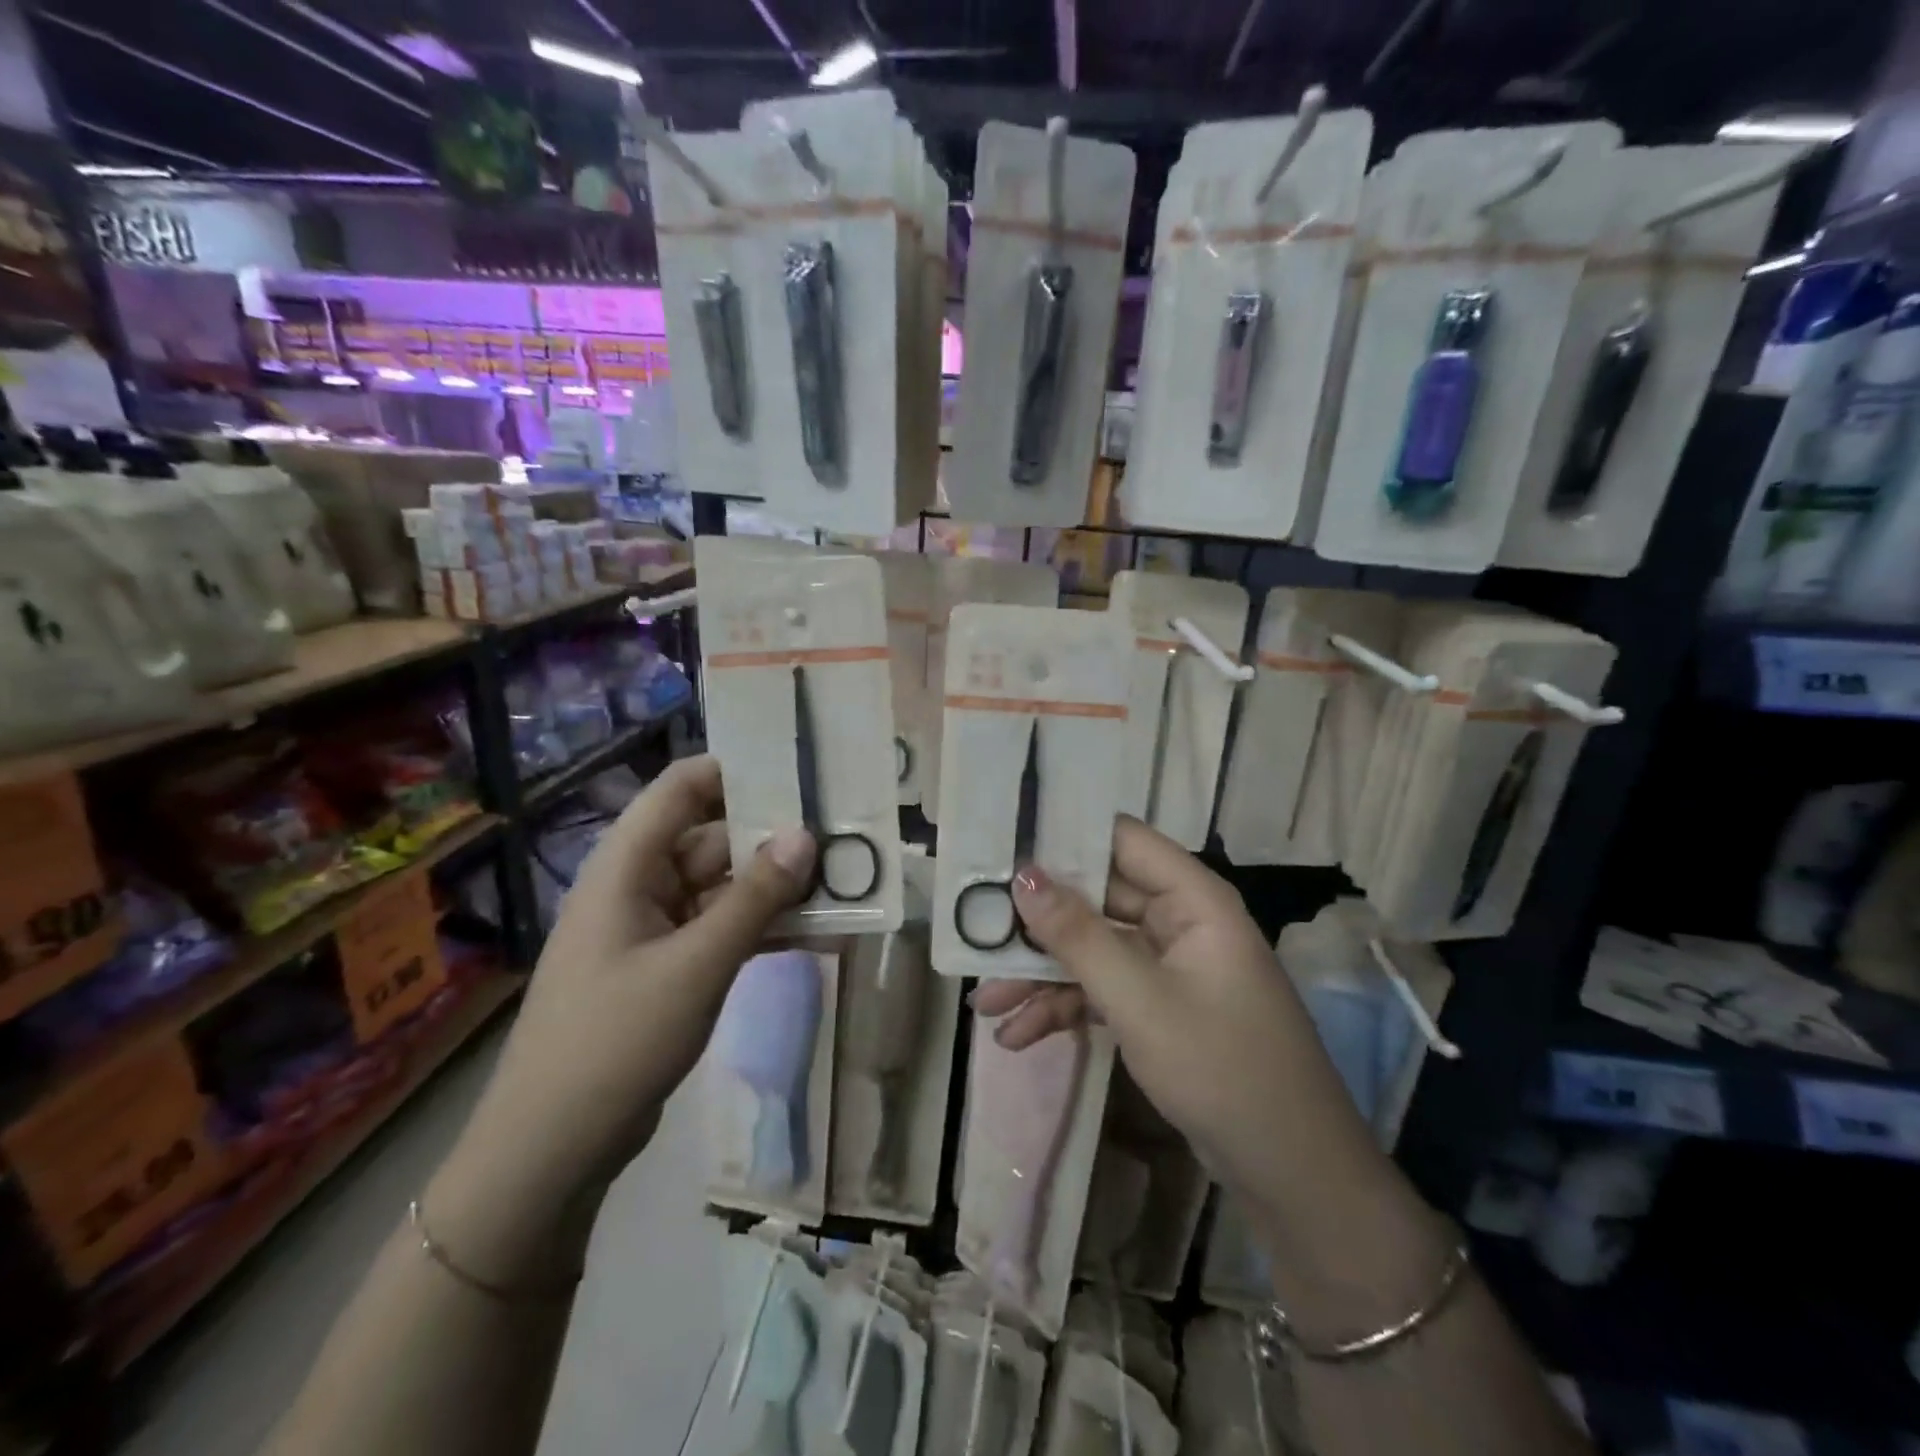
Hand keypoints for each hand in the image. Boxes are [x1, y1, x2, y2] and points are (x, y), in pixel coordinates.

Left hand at [426, 757, 813, 1284]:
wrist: (552, 1149)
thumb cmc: (616, 1039)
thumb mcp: (697, 964)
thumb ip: (756, 898)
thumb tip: (806, 834)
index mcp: (628, 865)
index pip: (681, 788)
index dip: (735, 769)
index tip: (799, 769)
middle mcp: (640, 885)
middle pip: (714, 838)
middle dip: (775, 837)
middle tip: (844, 832)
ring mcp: (655, 928)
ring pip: (726, 887)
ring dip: (778, 887)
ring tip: (845, 881)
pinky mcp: (669, 967)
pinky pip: (723, 929)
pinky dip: (764, 928)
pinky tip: (819, 933)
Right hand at [970, 816, 1389, 1236]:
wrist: (1291, 1174)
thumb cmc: (1222, 1068)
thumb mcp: (1139, 1000)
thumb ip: (1077, 935)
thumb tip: (1022, 874)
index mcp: (1192, 899)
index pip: (1121, 840)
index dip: (1063, 838)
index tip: (1001, 848)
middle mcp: (1179, 920)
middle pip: (1096, 899)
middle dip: (1036, 923)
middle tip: (974, 930)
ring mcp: (1168, 966)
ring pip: (1092, 949)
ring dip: (1041, 975)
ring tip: (985, 1005)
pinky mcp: (1159, 1005)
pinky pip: (1102, 989)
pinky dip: (1064, 1008)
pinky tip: (1019, 1036)